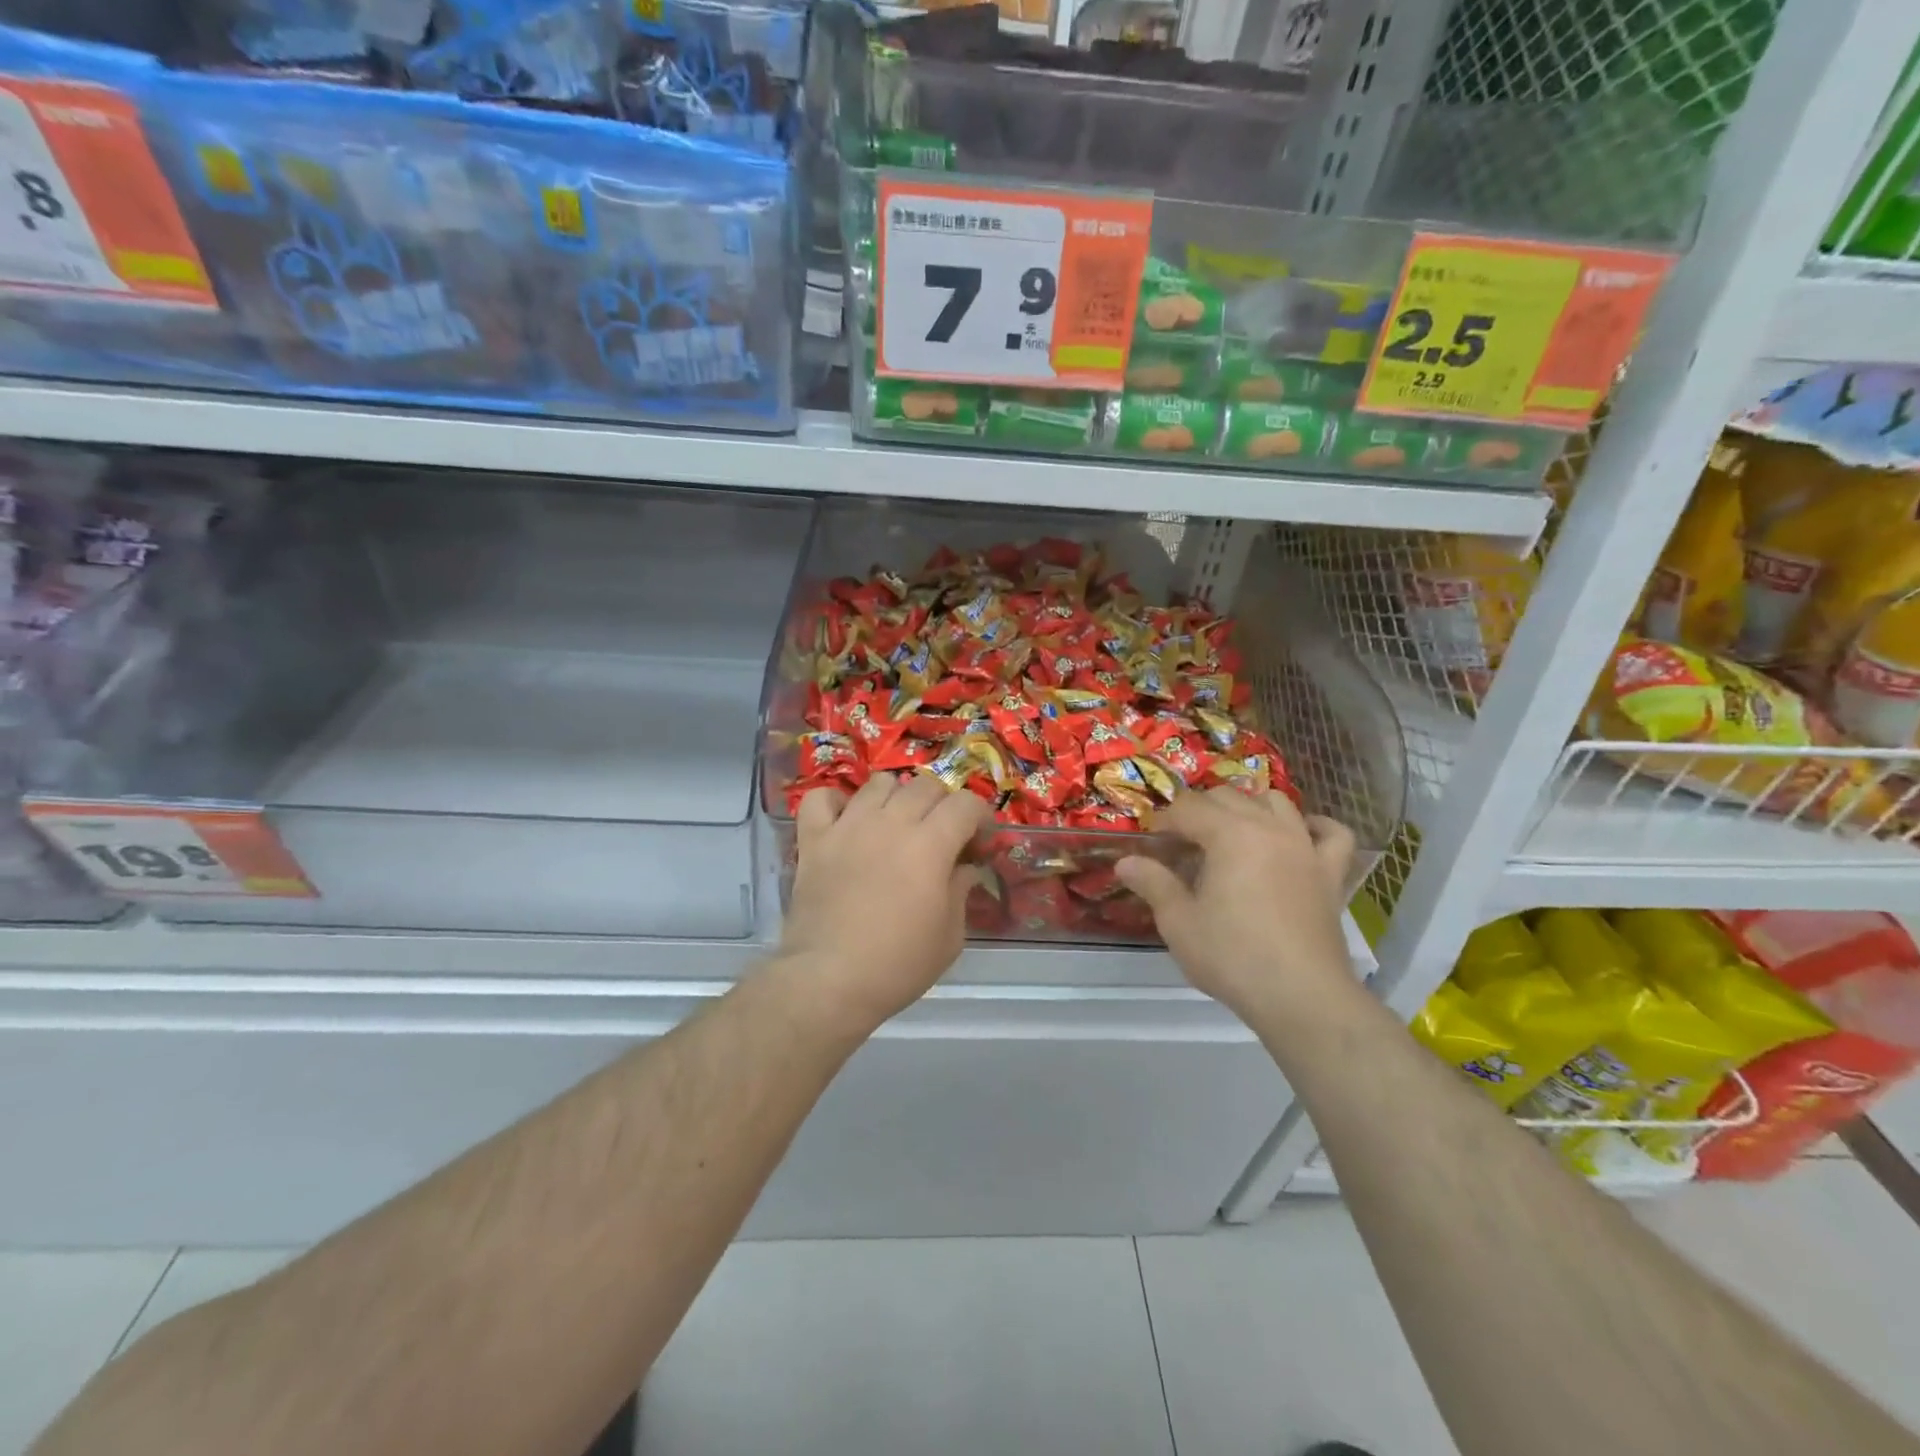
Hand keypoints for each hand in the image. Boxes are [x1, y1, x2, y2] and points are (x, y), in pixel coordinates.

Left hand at [779, 774, 989, 1031]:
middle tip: (941, 836)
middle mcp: (891, 822)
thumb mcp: (950, 937)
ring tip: (895, 825)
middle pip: (925, 785)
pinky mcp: (814, 839)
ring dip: (895, 798)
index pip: (965, 803)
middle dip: (942, 805)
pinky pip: (822, 798)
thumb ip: (960, 892)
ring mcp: (848, 826)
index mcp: (930, 844)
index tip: (978, 844)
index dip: (979, 818)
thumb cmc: (898, 964)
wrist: (829, 980)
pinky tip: (846, 823)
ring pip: (879, 783)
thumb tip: (963, 869)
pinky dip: (836, 804)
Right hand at [1116, 788, 1356, 1023]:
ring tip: (1232, 833)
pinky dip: (1314, 826)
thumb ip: (1153, 883)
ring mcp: (1306, 848)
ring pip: (1277, 803)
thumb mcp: (1179, 922)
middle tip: (1182, 844)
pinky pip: (1332, 834)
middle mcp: (1270, 828)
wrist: (1301, 997)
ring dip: (1250, 807)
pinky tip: (1299, 834)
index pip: (1189, 808)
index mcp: (1230, 835)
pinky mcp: (1330, 874)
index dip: (1164, 820)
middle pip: (1229, 797)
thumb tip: (1125, 862)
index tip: (1151, 843)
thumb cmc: (1232, 957)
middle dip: (1200, 811)